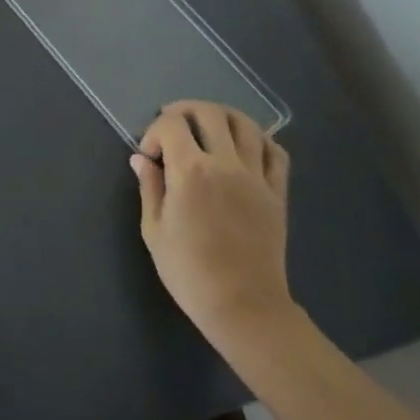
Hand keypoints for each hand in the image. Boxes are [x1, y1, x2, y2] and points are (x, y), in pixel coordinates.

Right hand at [132, 101, 294, 362]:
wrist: (244, 308)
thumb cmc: (190, 272)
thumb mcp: (154, 231)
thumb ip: (149, 187)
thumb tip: (141, 159)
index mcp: (190, 171)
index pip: (171, 124)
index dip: (154, 131)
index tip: (149, 156)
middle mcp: (225, 164)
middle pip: (208, 112)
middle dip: (184, 111)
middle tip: (173, 129)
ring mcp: (256, 177)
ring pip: (245, 123)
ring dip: (222, 117)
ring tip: (208, 128)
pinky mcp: (277, 193)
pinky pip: (275, 151)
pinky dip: (259, 139)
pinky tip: (244, 148)